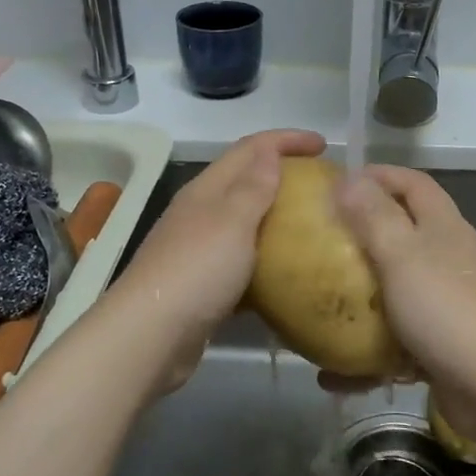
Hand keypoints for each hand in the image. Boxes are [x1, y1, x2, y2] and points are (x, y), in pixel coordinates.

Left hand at [114, 129, 324, 389]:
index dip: (286, 139)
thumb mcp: (232, 221)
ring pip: (244, 221)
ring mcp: (199, 249)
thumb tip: (269, 152)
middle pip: (245, 180)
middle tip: (321, 183)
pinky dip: (266, 259)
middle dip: (282, 172)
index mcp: (207, 189)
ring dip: (275, 216)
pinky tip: (288, 273)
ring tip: (313, 225)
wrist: (151, 336)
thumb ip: (253, 187)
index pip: (250, 148)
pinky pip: (242, 262)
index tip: (324, 145)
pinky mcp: (203, 285)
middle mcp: (200, 213)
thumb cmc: (196, 270)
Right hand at [333, 165, 475, 404]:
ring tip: (319, 305)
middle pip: (403, 234)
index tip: (336, 183)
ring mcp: (446, 305)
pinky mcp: (441, 346)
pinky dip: (366, 356)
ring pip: (396, 290)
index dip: (379, 175)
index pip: (413, 183)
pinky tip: (332, 375)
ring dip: (360, 299)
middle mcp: (448, 259)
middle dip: (361, 236)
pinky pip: (395, 344)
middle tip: (320, 243)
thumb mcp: (402, 253)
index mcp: (443, 227)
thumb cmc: (446, 308)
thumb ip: (374, 216)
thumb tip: (349, 179)